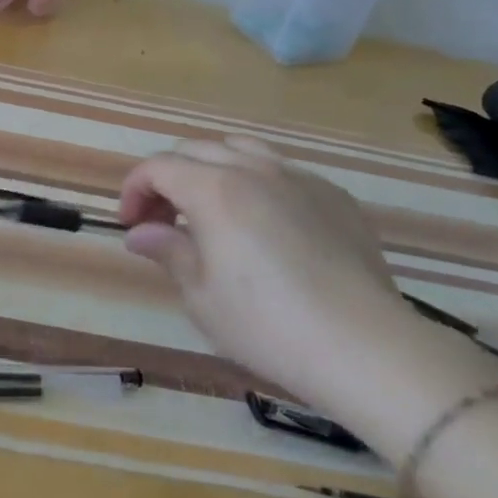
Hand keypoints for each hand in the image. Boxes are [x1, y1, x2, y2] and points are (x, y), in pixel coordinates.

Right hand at [119, 136, 422, 410]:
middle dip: (168, 178)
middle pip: (195, 150)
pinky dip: (257, 182)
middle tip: (162, 221)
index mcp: (214, 189)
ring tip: (211, 209)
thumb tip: (141, 233)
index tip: (130, 225)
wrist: (367, 348)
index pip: (158, 167)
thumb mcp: (201, 295)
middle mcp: (254, 169)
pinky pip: (283, 171)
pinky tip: (266, 224)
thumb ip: (168, 250)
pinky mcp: (334, 196)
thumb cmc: (268, 325)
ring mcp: (299, 178)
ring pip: (241, 149)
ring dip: (211, 170)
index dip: (134, 190)